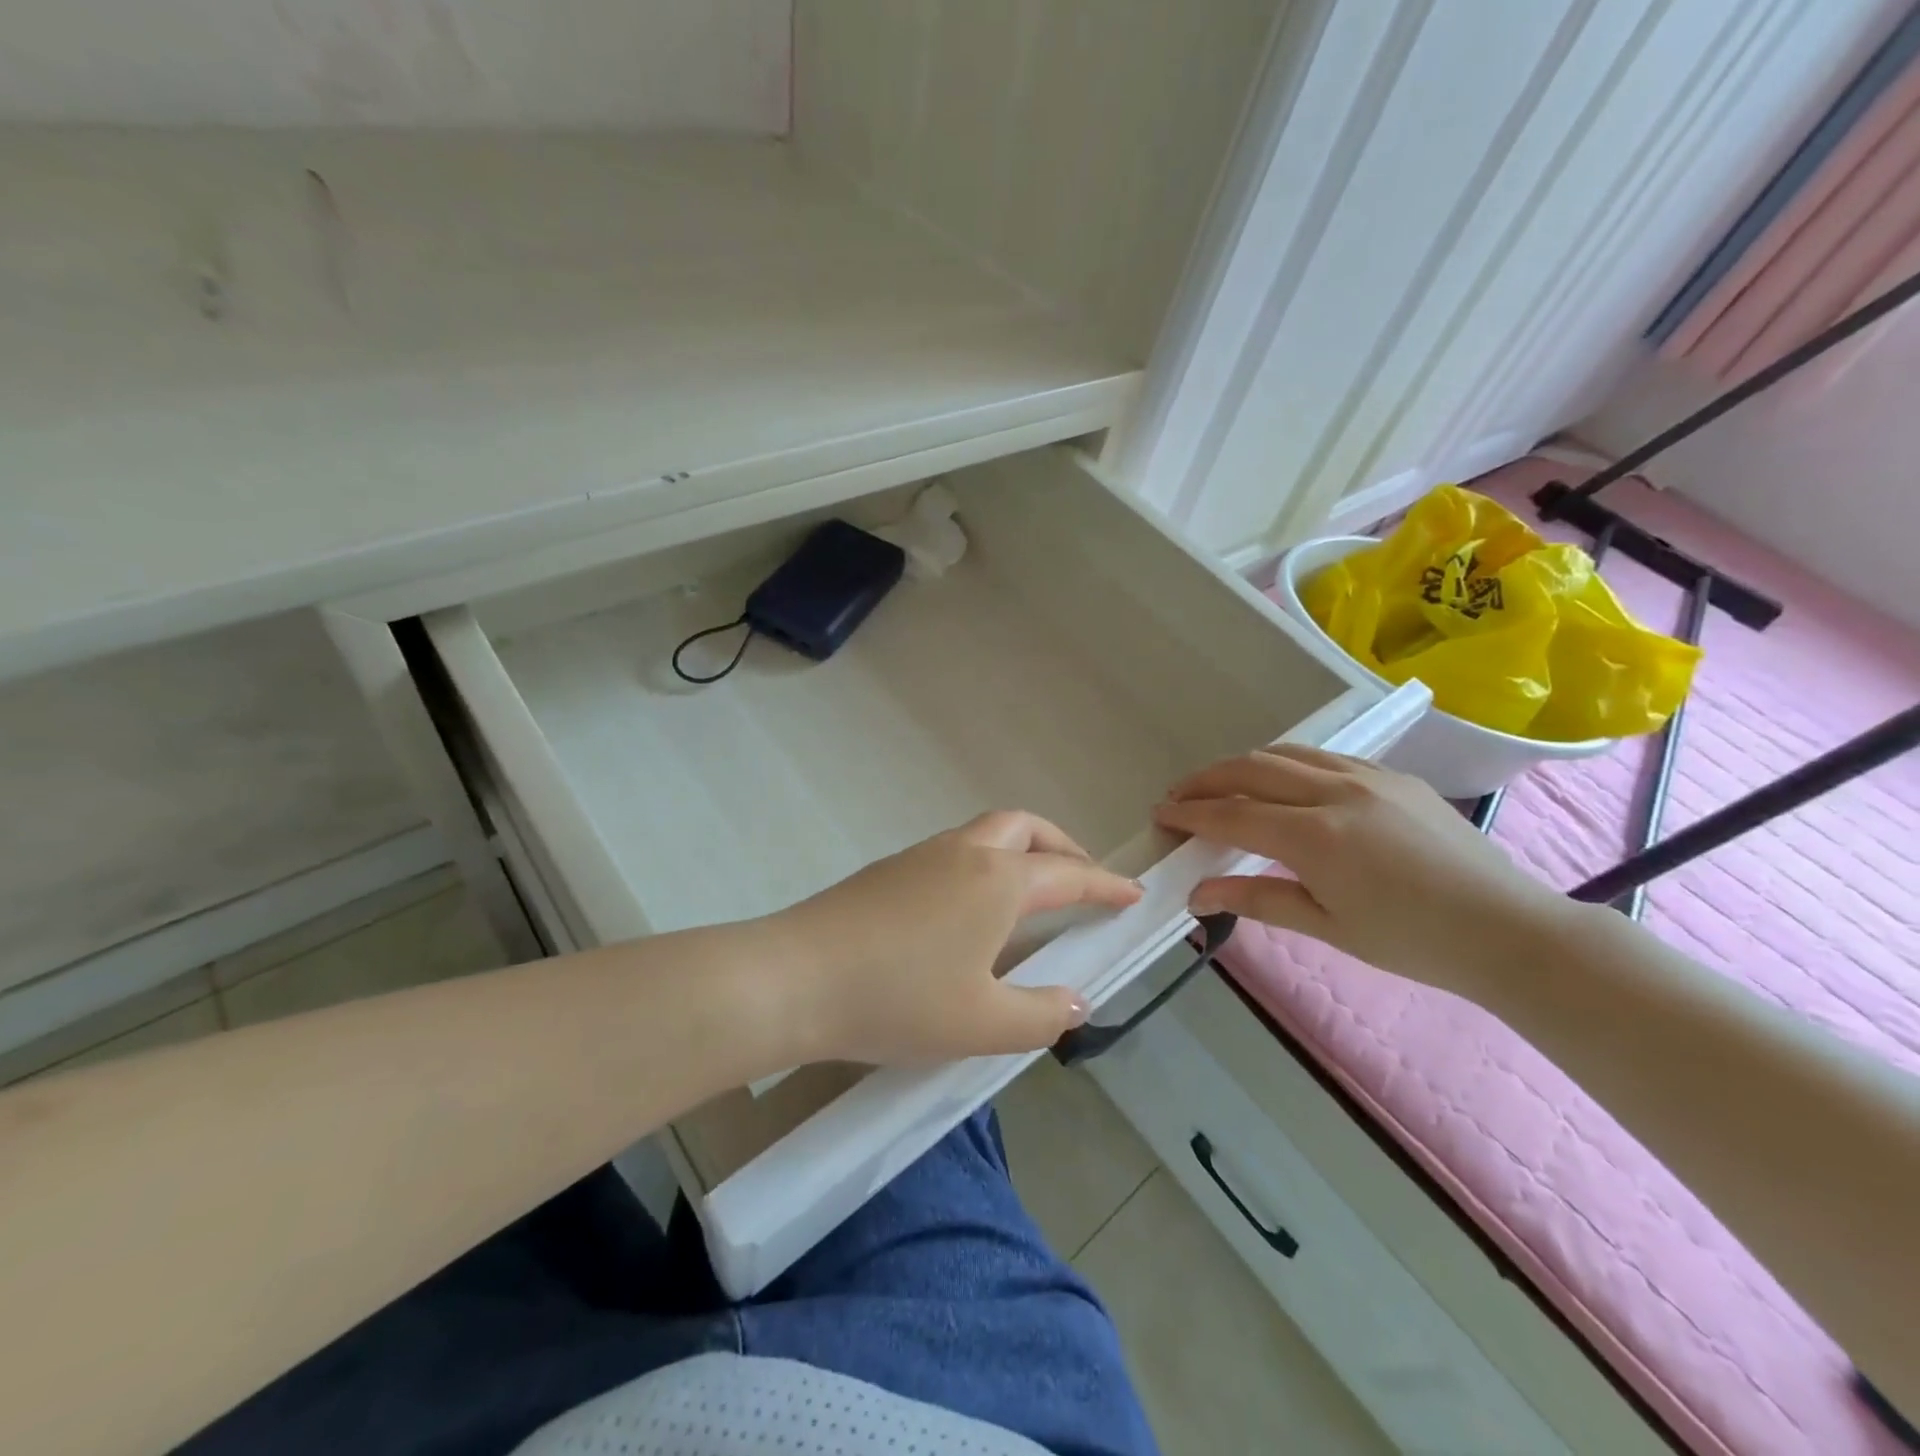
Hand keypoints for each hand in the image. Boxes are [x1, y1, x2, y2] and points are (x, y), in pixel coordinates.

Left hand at [772, 812, 1143, 1064]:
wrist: (795, 977)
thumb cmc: (899, 999)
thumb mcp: (982, 1023)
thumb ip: (1041, 1014)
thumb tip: (1076, 1001)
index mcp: (998, 881)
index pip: (1068, 873)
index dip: (1105, 884)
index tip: (1132, 893)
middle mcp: (964, 853)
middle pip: (1025, 827)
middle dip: (1061, 846)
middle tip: (1080, 880)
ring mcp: (921, 855)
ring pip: (985, 833)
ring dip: (1019, 851)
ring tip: (1029, 896)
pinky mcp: (888, 869)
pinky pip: (954, 851)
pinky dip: (983, 864)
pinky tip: (970, 911)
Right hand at [1152, 746, 1569, 996]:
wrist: (1509, 931)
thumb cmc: (1413, 942)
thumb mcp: (1326, 927)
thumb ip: (1256, 899)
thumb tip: (1197, 895)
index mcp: (1316, 835)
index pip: (1232, 814)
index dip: (1190, 813)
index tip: (1160, 814)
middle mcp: (1336, 791)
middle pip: (1250, 768)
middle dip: (1206, 779)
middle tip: (1179, 797)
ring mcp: (1368, 776)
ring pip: (1286, 752)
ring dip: (1243, 765)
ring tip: (1221, 785)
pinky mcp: (1394, 776)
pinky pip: (1324, 756)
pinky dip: (1287, 763)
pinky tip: (1283, 784)